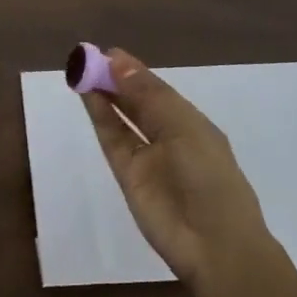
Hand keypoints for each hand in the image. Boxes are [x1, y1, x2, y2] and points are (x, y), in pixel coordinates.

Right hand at [82, 49, 272, 284]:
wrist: (213, 244)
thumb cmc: (210, 177)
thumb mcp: (184, 127)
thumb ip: (148, 95)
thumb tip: (117, 61)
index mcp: (191, 123)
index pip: (158, 90)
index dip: (134, 71)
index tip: (108, 52)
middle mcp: (169, 136)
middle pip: (137, 102)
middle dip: (116, 80)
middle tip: (88, 58)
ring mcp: (147, 157)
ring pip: (121, 118)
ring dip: (104, 95)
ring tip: (82, 71)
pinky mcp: (128, 175)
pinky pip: (112, 139)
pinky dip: (100, 116)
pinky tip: (87, 95)